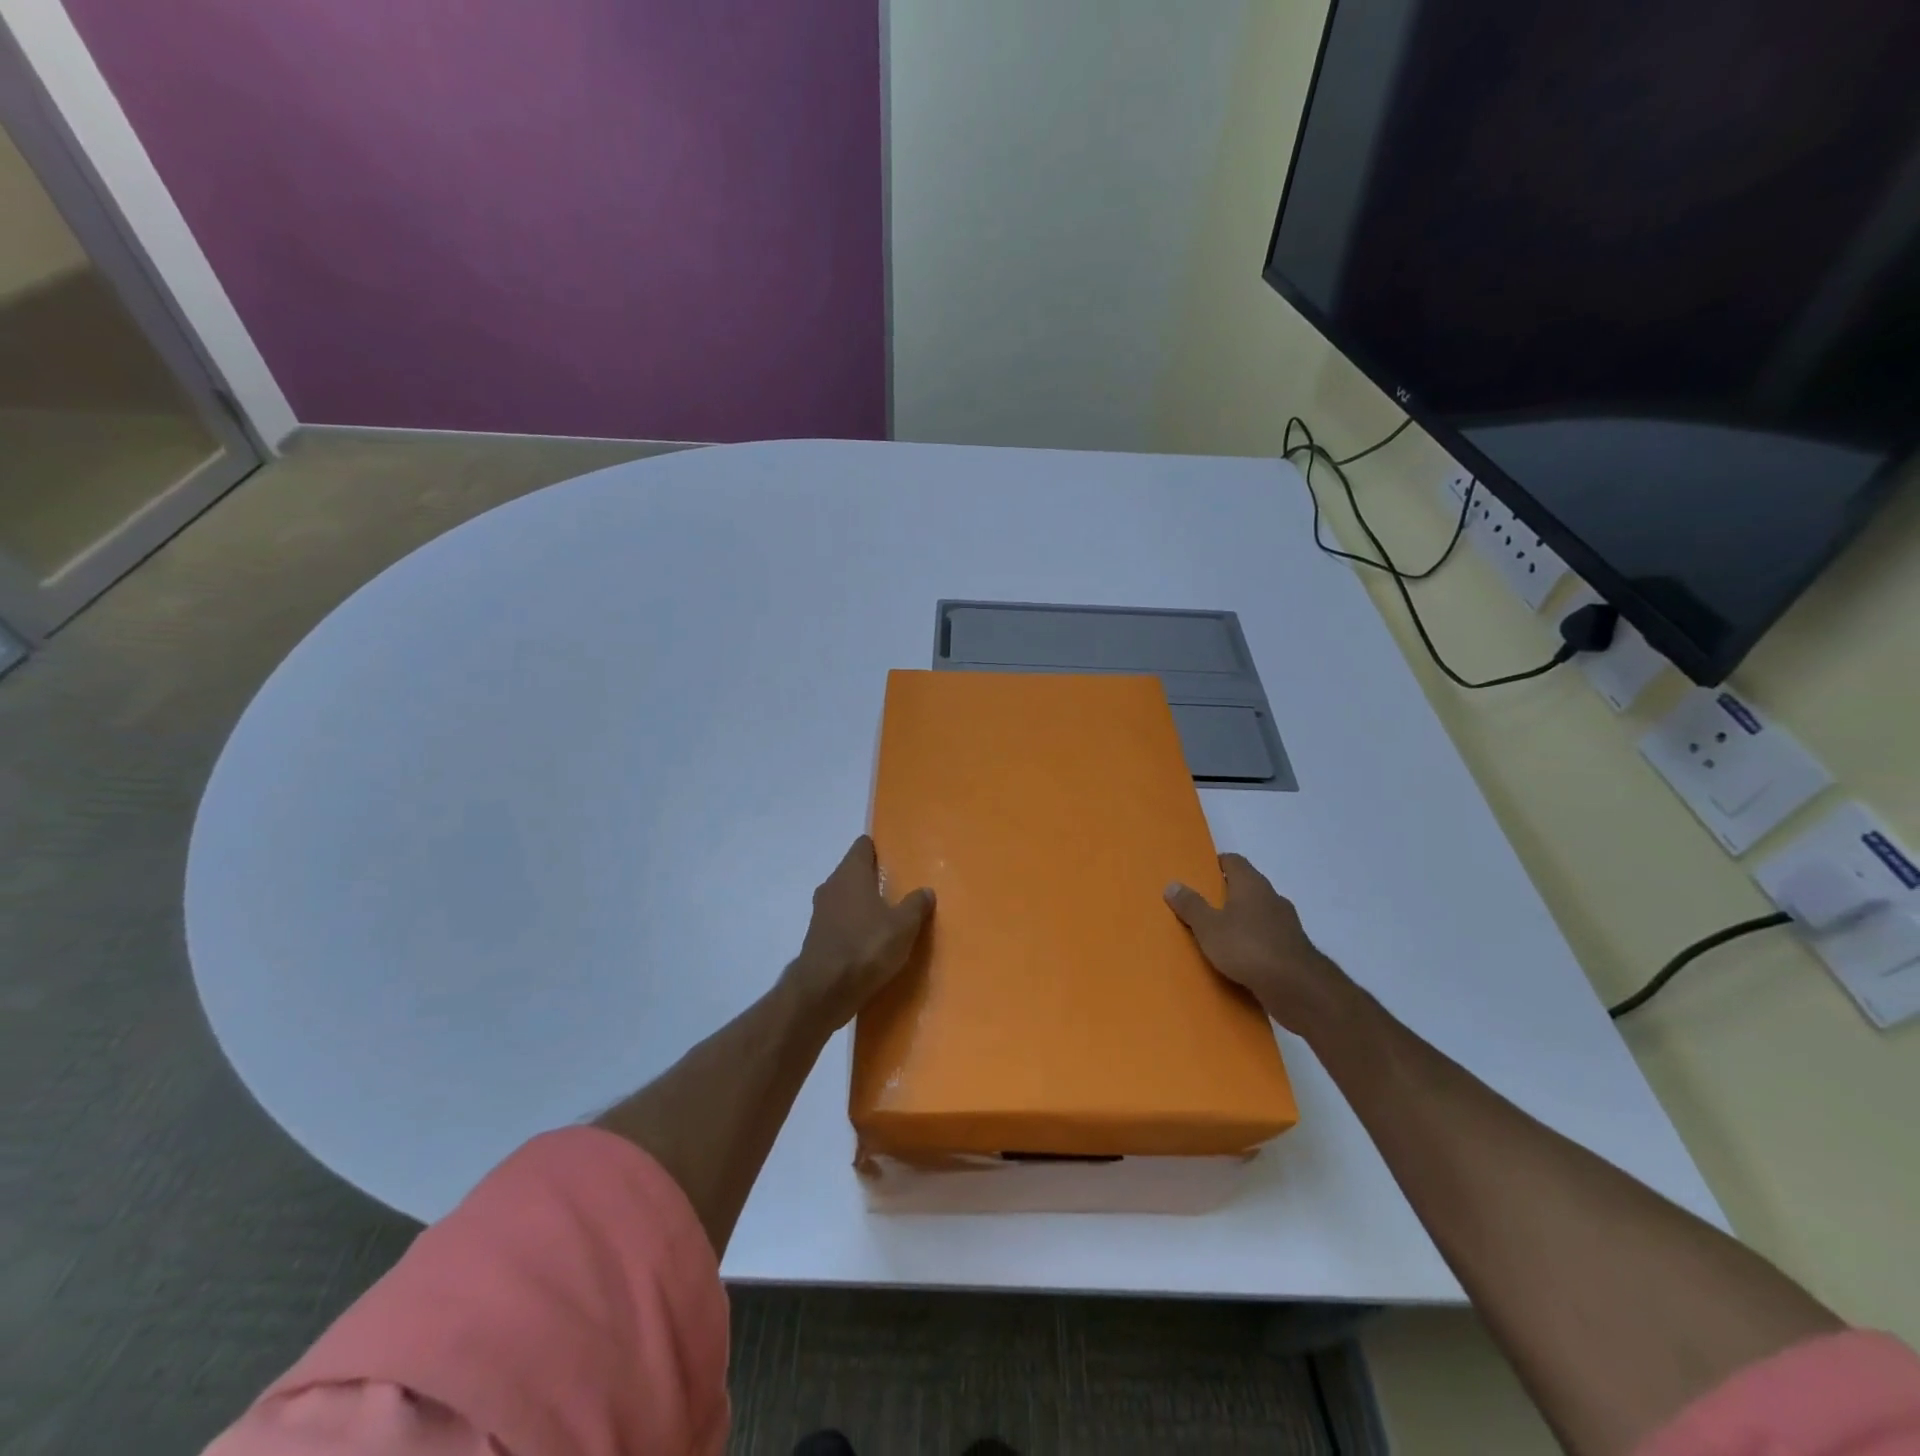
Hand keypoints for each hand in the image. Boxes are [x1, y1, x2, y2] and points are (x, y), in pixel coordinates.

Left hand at [786, 836, 933, 1028]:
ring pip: (846, 898)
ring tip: (888, 916)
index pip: (862, 845)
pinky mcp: (817, 938)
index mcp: (851, 873)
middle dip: (873, 877)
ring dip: (863, 904)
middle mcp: (832, 886)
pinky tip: (871, 941)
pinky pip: (840, 922)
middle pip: (853, 871)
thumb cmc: (866, 947)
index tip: (896, 856)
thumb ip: (915, 905)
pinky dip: (854, 926)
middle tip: (899, 887)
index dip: (879, 848)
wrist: (824, 991)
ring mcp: (820, 912)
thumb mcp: (903, 926)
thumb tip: (926, 890)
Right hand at [1165, 854, 1352, 1034]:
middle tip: (1202, 906)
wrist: (1297, 988)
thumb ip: (1191, 905)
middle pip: (1247, 887)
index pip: (1234, 861)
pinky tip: (1240, 958)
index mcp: (1251, 884)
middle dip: (1226, 894)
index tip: (1199, 874)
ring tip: (1218, 935)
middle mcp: (1272, 898)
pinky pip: (1268, 938)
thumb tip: (1172, 884)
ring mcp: (1287, 924)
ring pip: (1259, 914)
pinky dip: (1254, 942)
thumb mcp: (1208, 927)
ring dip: (1242, 920)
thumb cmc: (1247, 947)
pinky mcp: (1294, 949)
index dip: (1216, 864)